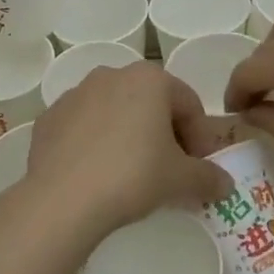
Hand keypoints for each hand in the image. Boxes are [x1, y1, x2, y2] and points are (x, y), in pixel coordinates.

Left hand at [18, 63, 230, 238]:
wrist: (63, 198)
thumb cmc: (133, 175)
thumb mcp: (181, 180)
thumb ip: (209, 177)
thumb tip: (225, 183)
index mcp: (149, 79)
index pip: (188, 104)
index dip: (200, 137)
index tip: (199, 168)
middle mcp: (111, 75)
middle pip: (150, 103)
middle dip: (164, 133)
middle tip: (169, 171)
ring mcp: (75, 94)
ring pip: (114, 112)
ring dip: (128, 136)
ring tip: (130, 174)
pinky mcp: (48, 118)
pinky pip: (83, 128)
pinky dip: (94, 144)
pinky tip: (96, 175)